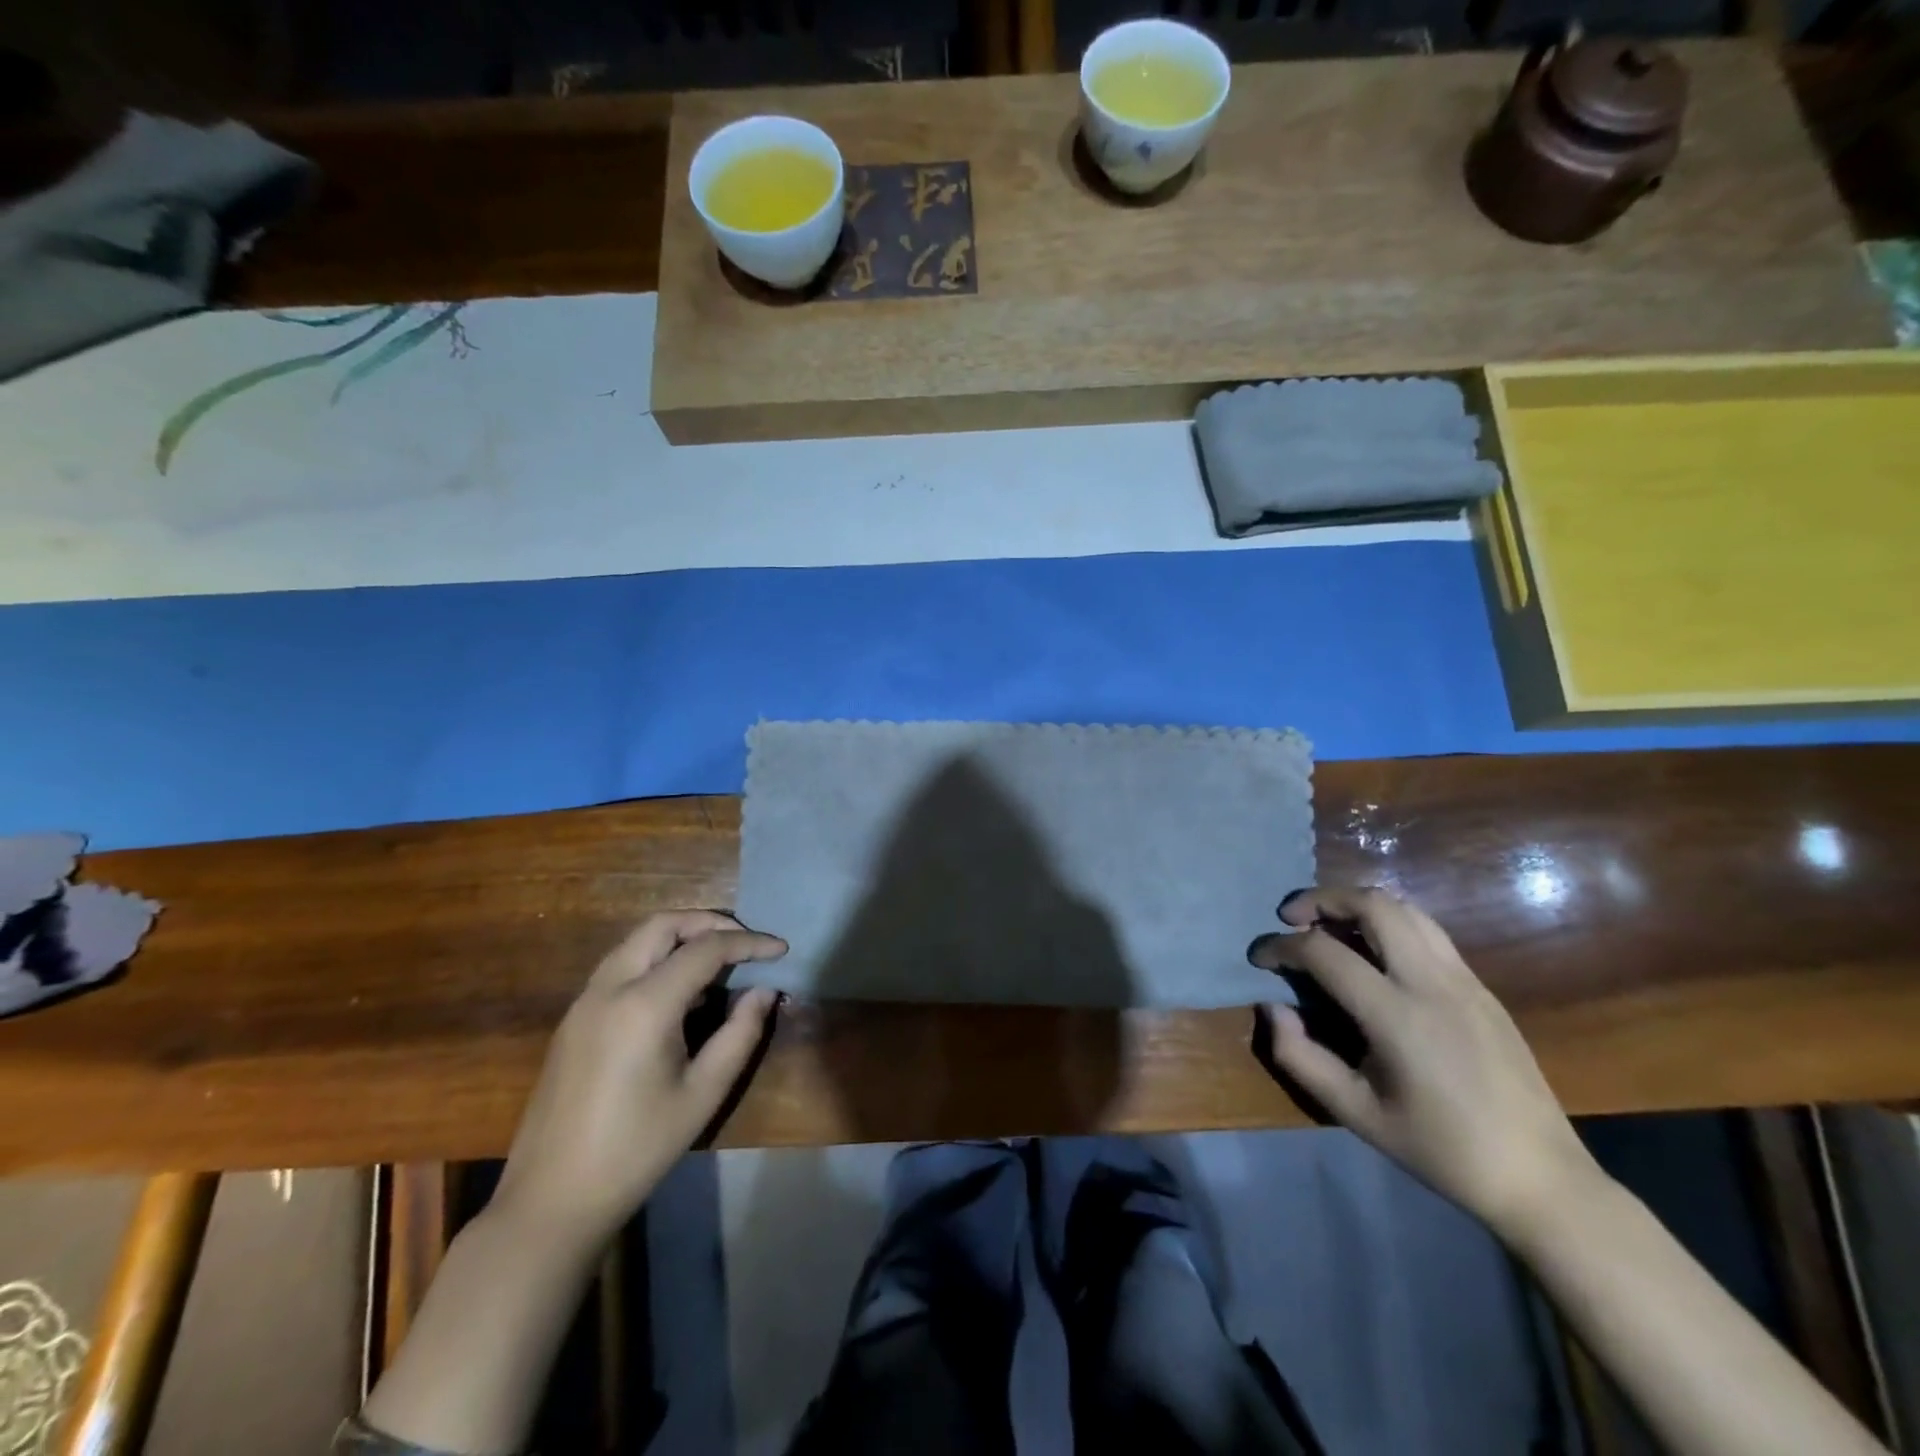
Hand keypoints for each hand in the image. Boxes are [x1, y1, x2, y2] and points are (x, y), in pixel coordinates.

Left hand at [490, 912, 785, 1251]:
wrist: (552, 1199)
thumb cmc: (637, 1149)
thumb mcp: (703, 1093)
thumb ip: (741, 1033)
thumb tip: (765, 991)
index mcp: (644, 1005)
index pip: (706, 949)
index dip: (749, 943)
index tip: (781, 950)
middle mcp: (610, 987)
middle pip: (664, 924)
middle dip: (711, 923)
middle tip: (747, 943)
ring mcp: (585, 1000)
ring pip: (638, 939)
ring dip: (681, 935)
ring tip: (719, 960)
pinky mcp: (574, 1017)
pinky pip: (622, 963)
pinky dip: (657, 956)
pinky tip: (680, 990)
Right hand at [1250, 886, 1597, 1239]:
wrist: (1541, 1177)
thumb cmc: (1441, 1150)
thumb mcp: (1356, 1112)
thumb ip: (1300, 1057)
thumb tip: (1271, 1008)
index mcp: (1398, 1015)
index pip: (1324, 952)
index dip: (1281, 946)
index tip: (1259, 957)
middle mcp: (1432, 982)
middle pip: (1373, 905)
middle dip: (1322, 899)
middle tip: (1292, 918)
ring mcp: (1463, 979)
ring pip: (1405, 908)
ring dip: (1358, 904)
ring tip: (1329, 926)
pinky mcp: (1481, 987)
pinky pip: (1427, 931)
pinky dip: (1388, 922)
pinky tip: (1372, 952)